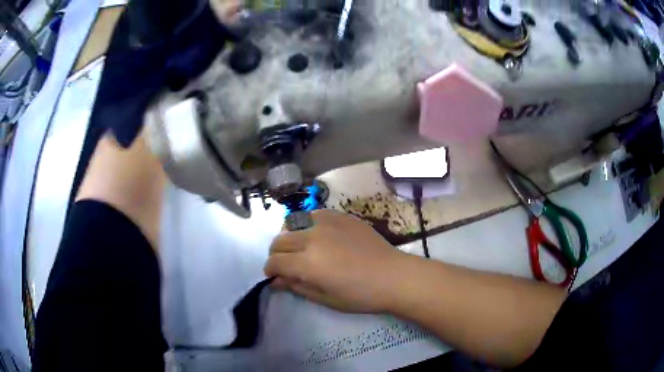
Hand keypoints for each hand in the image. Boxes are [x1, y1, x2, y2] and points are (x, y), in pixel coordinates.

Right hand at [264, 209, 406, 312]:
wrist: (392, 276)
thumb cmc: (360, 295)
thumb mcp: (325, 298)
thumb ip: (297, 286)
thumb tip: (276, 281)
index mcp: (307, 262)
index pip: (274, 261)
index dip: (270, 270)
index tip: (275, 276)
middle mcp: (311, 238)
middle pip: (279, 240)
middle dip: (276, 254)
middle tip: (287, 264)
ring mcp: (326, 223)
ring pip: (293, 223)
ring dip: (289, 236)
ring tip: (300, 247)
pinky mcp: (340, 215)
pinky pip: (314, 213)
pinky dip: (307, 223)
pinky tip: (317, 233)